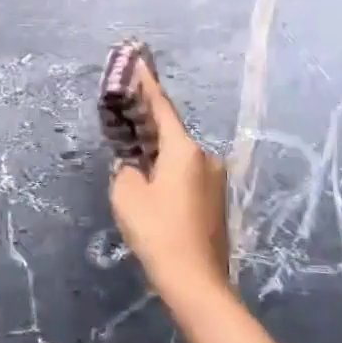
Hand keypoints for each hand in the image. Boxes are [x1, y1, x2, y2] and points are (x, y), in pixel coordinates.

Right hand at [109, 67, 230, 296]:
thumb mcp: (127, 195)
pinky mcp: (217, 201)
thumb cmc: (158, 231)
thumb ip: (127, 169)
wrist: (195, 281)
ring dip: (158, 156)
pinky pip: (187, 176)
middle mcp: (206, 157)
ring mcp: (216, 180)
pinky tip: (153, 191)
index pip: (161, 108)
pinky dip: (168, 174)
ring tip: (134, 164)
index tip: (139, 62)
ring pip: (179, 158)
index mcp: (184, 150)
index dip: (147, 85)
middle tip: (124, 120)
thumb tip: (134, 165)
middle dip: (147, 127)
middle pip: (171, 134)